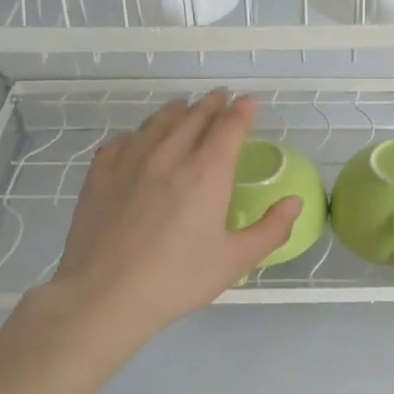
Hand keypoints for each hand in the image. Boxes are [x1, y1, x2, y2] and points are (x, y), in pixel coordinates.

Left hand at [21, 91, 301, 344]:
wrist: (106, 295)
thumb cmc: (178, 279)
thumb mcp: (236, 260)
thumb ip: (271, 229)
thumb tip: (293, 203)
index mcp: (207, 172)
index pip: (229, 127)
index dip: (242, 111)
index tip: (249, 102)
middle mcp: (169, 156)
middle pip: (193, 117)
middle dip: (211, 104)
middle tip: (220, 98)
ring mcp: (130, 162)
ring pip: (157, 123)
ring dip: (176, 111)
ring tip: (184, 107)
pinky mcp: (100, 175)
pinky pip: (123, 141)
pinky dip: (139, 133)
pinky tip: (138, 140)